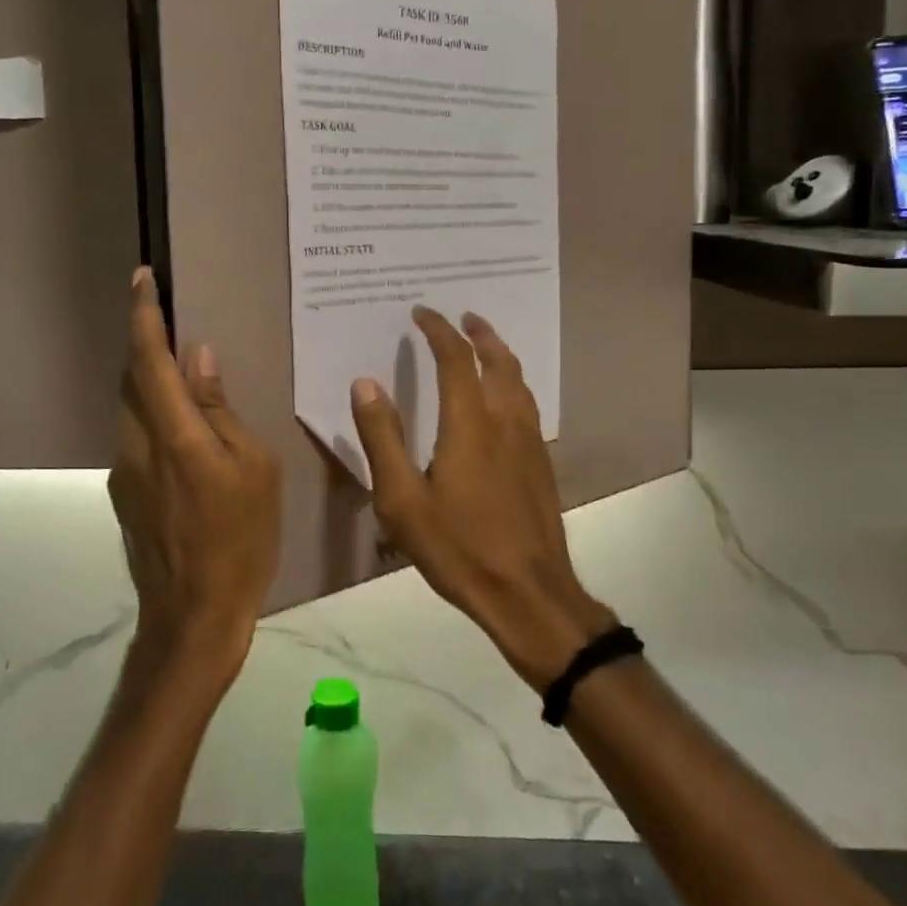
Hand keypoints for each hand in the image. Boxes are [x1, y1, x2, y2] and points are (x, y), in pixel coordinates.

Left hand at [109, 269, 281, 679]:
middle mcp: (138, 446)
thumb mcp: (253, 469)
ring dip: (150, 383)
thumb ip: (219, 411)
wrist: (193, 617)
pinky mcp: (124, 495)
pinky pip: (137, 439)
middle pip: (132, 379)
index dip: (144, 316)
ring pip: (131, 409)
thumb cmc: (241, 540)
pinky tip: (184, 436)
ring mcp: (124, 473)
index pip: (150, 360)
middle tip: (171, 321)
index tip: (142, 279)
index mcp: (175, 436)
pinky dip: (154, 418)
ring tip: (183, 376)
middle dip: (146, 344)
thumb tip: (199, 358)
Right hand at [349, 308, 616, 688]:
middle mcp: (505, 421)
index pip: (455, 358)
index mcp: (469, 424)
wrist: (528, 593)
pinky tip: (505, 399)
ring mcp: (530, 442)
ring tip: (485, 344)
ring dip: (501, 354)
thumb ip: (382, 438)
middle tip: (463, 316)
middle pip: (498, 360)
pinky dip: (513, 383)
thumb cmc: (458, 547)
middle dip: (479, 333)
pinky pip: (528, 404)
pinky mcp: (541, 463)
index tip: (421, 312)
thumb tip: (365, 383)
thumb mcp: (402, 500)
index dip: (438, 330)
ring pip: (520, 381)